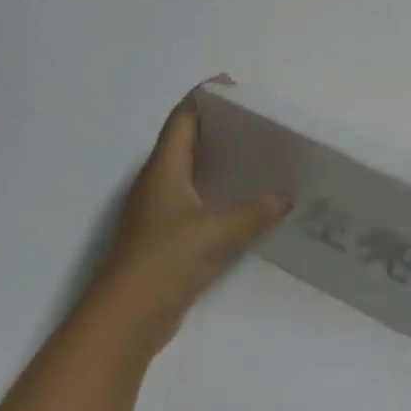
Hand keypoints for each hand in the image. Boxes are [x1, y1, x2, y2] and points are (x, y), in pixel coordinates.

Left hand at [83, 79, 290, 361]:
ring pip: (194, 170)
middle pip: (189, 139)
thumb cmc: (164, 261)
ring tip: (260, 155)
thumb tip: (286, 197)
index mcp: (164, 167)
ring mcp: (161, 210)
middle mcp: (159, 181)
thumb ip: (254, 213)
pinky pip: (198, 200)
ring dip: (221, 160)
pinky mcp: (167, 237)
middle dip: (221, 126)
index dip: (207, 96)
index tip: (238, 88)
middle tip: (259, 122)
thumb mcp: (215, 232)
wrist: (125, 322)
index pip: (184, 117)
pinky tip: (247, 202)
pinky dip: (220, 193)